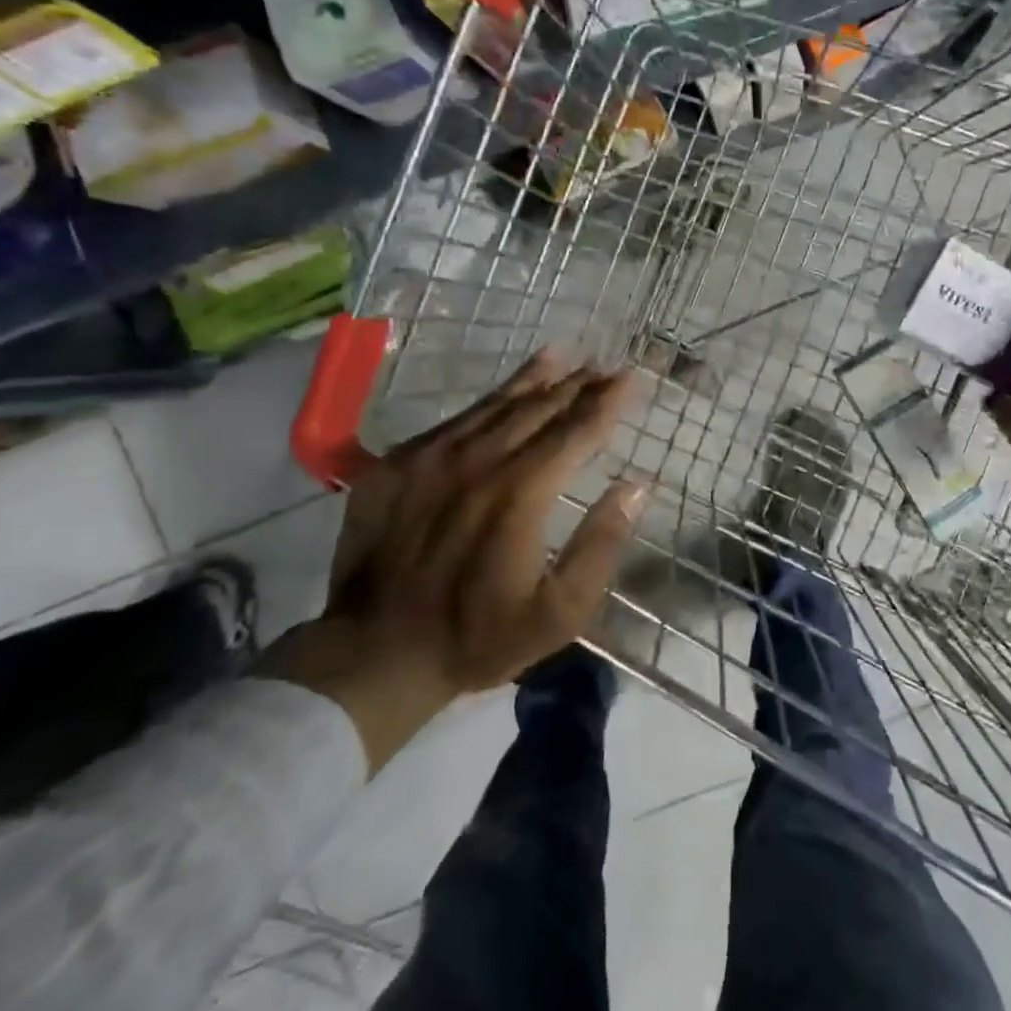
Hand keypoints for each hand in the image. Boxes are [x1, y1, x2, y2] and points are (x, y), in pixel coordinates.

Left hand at [263, 349, 645, 771]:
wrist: (373, 654)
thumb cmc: (478, 637)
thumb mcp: (559, 611)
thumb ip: (601, 544)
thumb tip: (636, 485)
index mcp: (521, 492)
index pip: (577, 430)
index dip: (608, 401)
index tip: (633, 376)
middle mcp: (479, 460)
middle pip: (540, 407)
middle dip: (579, 384)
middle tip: (606, 367)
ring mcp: (432, 457)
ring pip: (496, 403)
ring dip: (535, 378)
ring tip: (564, 356)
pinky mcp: (398, 463)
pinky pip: (455, 420)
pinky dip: (489, 400)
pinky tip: (502, 393)